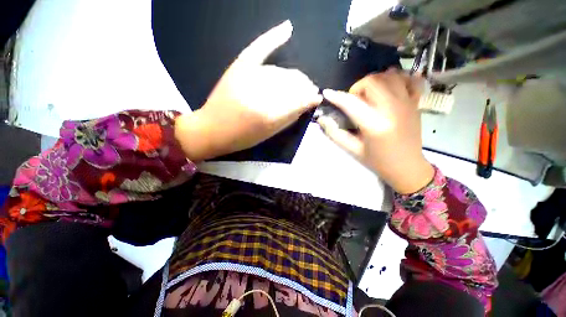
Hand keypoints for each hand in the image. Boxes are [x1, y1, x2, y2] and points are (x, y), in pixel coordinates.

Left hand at [175, 21, 321, 161]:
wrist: (212, 129)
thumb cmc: (243, 137)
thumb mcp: (269, 134)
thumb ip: (289, 118)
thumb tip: (306, 104)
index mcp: (269, 115)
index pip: (299, 100)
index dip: (310, 98)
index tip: (317, 98)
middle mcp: (260, 93)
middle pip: (291, 83)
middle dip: (305, 86)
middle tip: (309, 91)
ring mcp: (248, 77)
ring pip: (281, 72)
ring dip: (295, 77)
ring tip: (300, 82)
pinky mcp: (239, 68)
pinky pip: (259, 48)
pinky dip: (273, 38)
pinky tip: (288, 28)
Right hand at [317, 69, 433, 193]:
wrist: (407, 167)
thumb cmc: (377, 161)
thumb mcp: (353, 150)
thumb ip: (335, 133)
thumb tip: (322, 119)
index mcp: (374, 125)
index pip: (351, 103)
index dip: (336, 96)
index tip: (327, 93)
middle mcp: (392, 109)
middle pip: (373, 81)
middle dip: (358, 87)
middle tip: (354, 100)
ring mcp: (407, 103)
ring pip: (391, 75)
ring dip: (376, 81)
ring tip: (370, 94)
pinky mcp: (415, 103)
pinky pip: (411, 79)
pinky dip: (399, 78)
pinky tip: (391, 87)